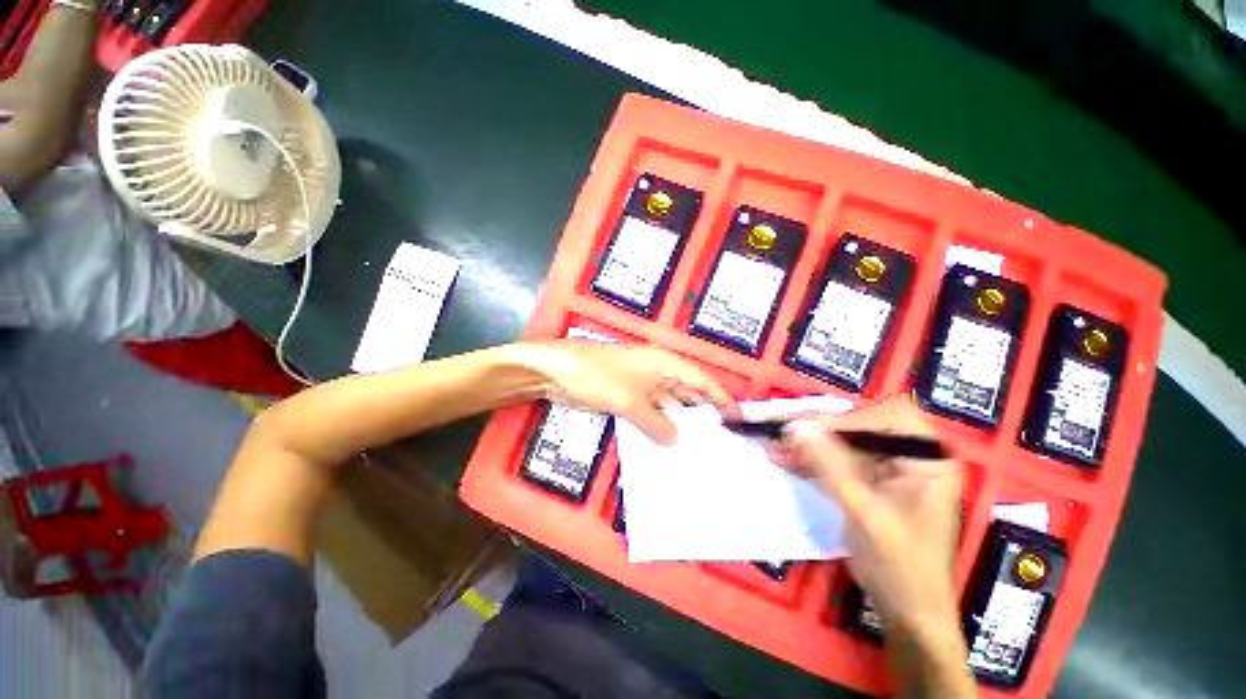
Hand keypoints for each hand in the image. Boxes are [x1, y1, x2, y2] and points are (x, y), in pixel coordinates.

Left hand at [523, 341, 739, 443]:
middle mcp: (658, 373)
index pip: (701, 380)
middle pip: (687, 394)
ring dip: (680, 424)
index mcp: (664, 363)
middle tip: (721, 442)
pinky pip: (651, 415)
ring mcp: (642, 386)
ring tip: (698, 450)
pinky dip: (659, 428)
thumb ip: (656, 423)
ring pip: (669, 406)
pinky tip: (666, 446)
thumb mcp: (630, 401)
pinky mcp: (628, 399)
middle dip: (702, 415)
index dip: (720, 398)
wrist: (557, 372)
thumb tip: (676, 441)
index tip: (738, 419)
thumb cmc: (598, 377)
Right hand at [782, 395, 962, 639]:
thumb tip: (795, 427)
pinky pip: (836, 462)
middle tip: (785, 432)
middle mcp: (910, 457)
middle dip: (821, 429)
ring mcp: (887, 470)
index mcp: (928, 460)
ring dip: (809, 445)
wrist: (907, 612)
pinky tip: (784, 459)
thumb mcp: (865, 513)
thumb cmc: (902, 565)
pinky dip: (810, 460)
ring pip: (843, 443)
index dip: (851, 419)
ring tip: (775, 445)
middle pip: (862, 426)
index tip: (811, 429)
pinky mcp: (867, 482)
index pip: (891, 417)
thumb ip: (830, 466)